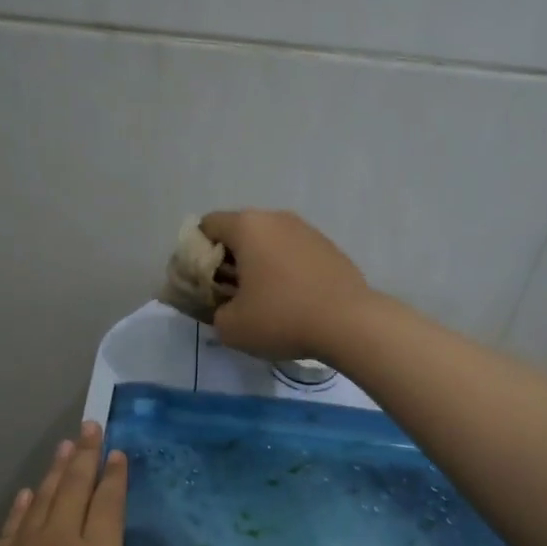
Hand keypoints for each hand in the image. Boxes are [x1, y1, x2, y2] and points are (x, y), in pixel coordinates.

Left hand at [0, 422, 231, 545]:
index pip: (107, 511)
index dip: (115, 481)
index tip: (119, 451)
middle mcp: (59, 545)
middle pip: (75, 490)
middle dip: (87, 457)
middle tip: (92, 423)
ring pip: (45, 497)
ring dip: (57, 469)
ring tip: (67, 442)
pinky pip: (14, 521)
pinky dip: (23, 504)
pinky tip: (25, 492)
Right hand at [198, 209, 374, 361]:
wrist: (350, 324)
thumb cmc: (281, 318)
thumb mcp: (230, 326)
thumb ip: (214, 311)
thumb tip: (224, 306)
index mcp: (247, 226)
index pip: (207, 225)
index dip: (196, 252)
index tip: (202, 282)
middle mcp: (277, 218)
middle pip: (239, 232)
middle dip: (228, 259)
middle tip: (228, 293)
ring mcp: (307, 230)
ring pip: (269, 242)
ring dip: (258, 265)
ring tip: (262, 299)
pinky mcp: (329, 248)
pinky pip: (293, 254)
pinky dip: (284, 271)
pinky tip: (291, 301)